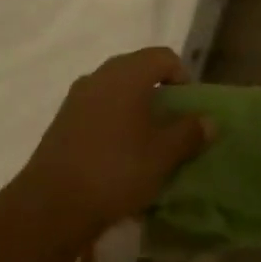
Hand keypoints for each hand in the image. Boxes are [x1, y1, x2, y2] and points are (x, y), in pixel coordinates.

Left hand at [20, 47, 207, 237]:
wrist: (51, 205)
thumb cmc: (116, 171)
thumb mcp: (162, 156)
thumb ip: (189, 133)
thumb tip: (209, 120)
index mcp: (127, 73)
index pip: (163, 56)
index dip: (182, 77)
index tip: (189, 108)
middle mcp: (100, 75)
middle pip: (137, 70)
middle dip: (158, 93)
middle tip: (171, 125)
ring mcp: (76, 97)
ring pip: (115, 90)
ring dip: (134, 108)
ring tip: (145, 142)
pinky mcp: (62, 120)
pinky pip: (97, 109)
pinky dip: (113, 122)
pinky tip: (117, 155)